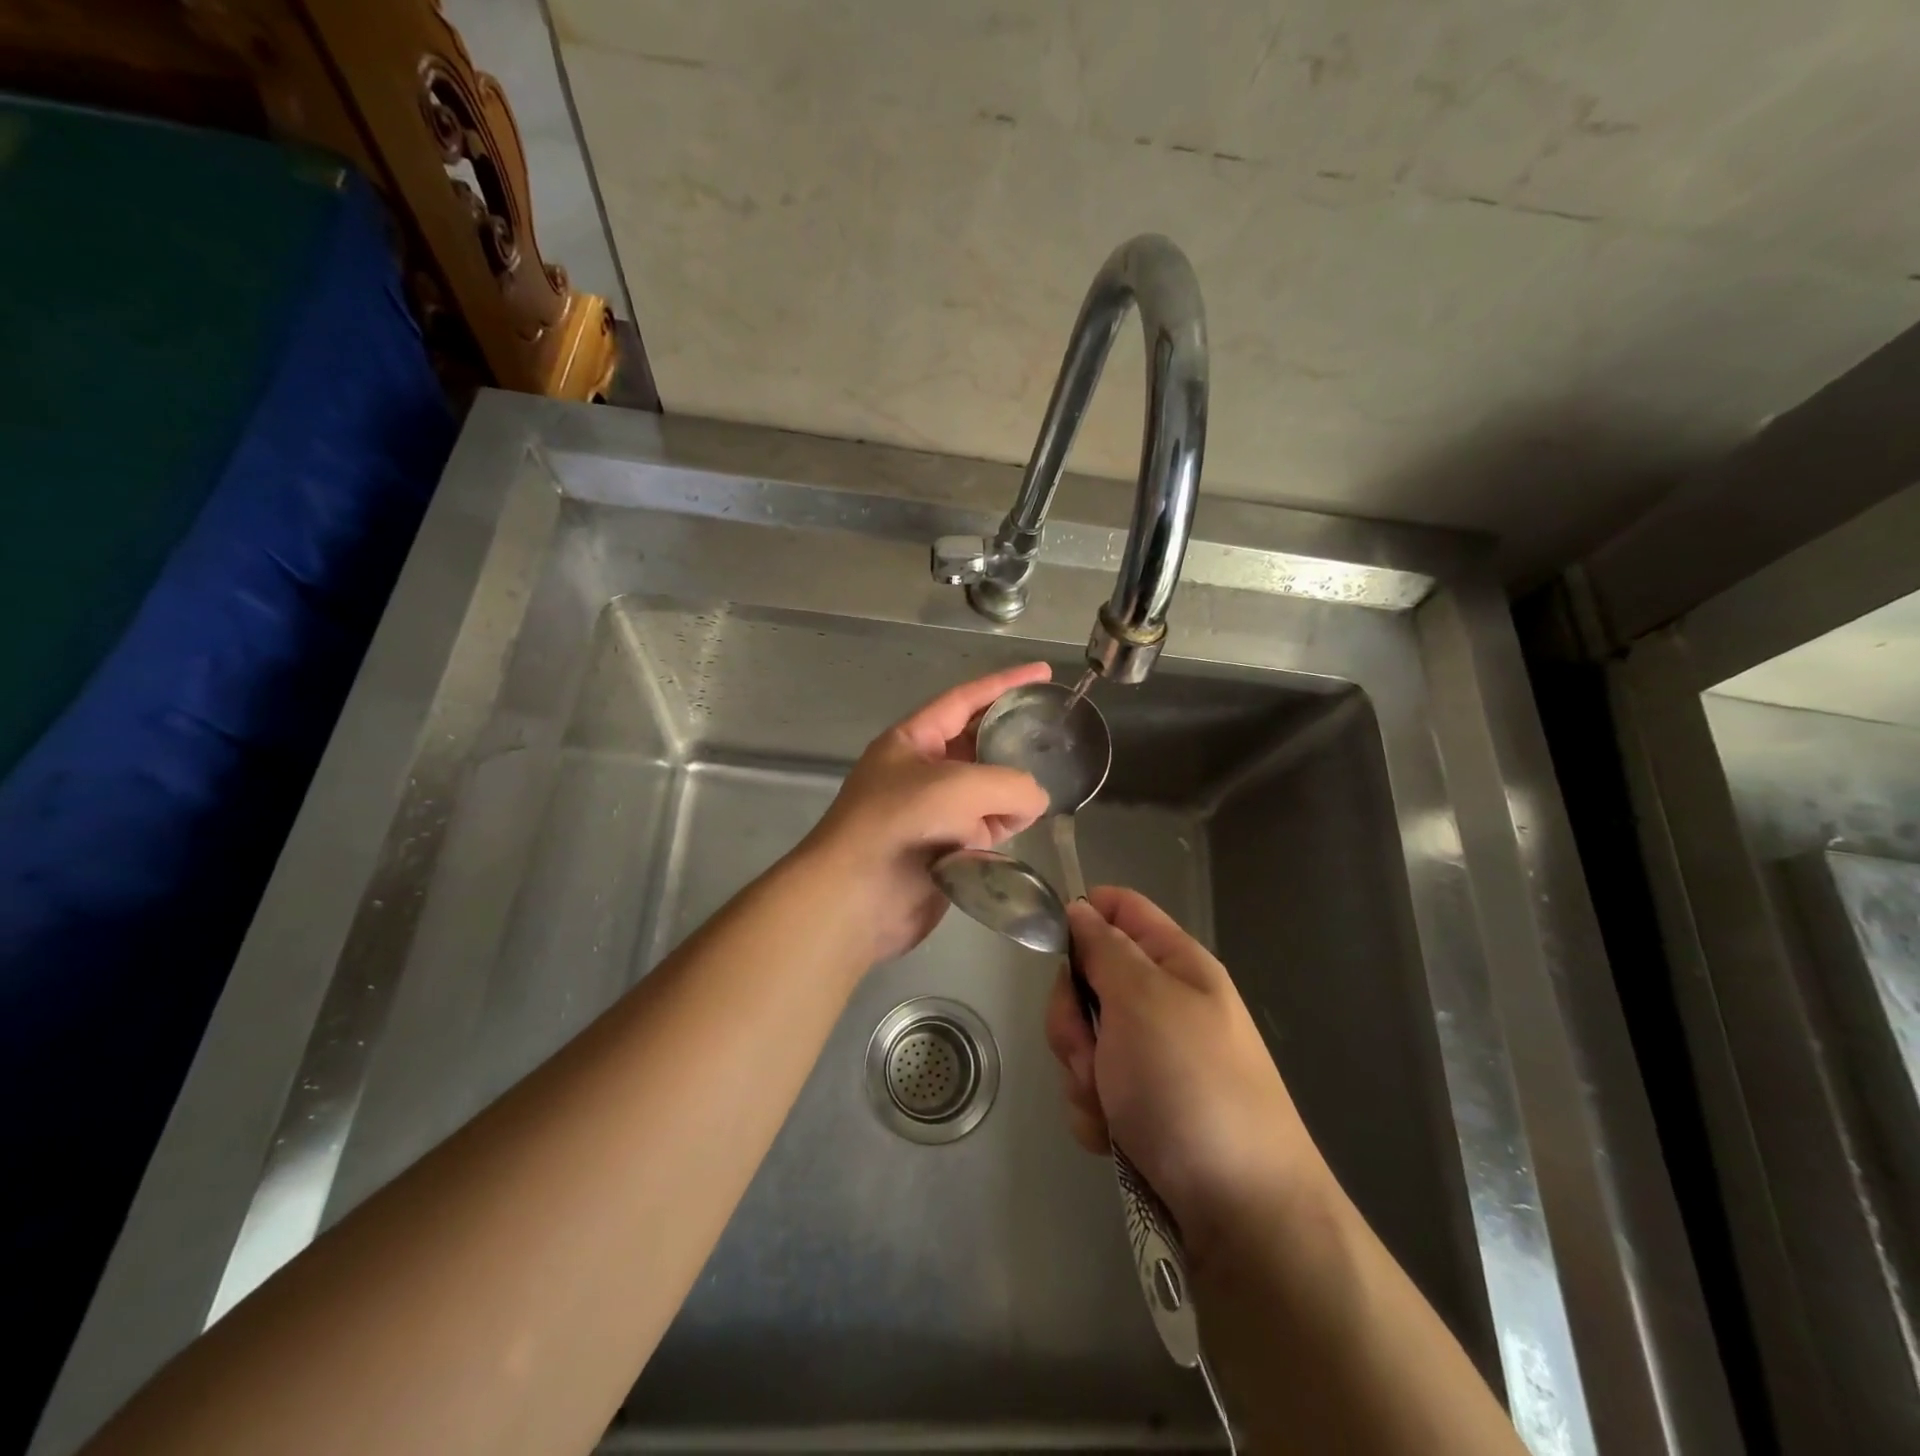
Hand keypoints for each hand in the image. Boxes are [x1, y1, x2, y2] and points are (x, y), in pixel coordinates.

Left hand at [799, 663, 1052, 963]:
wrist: (856, 899)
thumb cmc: (901, 824)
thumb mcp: (960, 787)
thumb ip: (1011, 784)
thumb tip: (1035, 801)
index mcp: (913, 739)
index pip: (966, 699)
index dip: (1005, 683)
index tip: (1044, 671)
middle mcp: (922, 771)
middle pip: (978, 744)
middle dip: (1013, 737)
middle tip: (1055, 733)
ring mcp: (933, 811)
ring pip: (987, 789)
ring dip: (1012, 789)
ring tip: (1052, 781)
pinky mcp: (945, 850)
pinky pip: (984, 828)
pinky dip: (1004, 826)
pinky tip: (1025, 824)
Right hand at [1045, 886, 1328, 1258]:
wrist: (1240, 1212)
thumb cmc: (1191, 1085)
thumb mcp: (1143, 1000)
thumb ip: (1104, 949)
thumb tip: (1080, 908)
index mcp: (1175, 964)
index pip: (1120, 908)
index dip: (1082, 915)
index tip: (1055, 949)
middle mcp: (1162, 1003)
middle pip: (1087, 978)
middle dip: (1074, 1016)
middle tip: (1091, 1049)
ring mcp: (1150, 1057)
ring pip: (1082, 1038)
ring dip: (1082, 1071)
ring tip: (1110, 1105)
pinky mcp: (1139, 1105)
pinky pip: (1091, 1088)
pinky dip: (1094, 1111)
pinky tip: (1113, 1136)